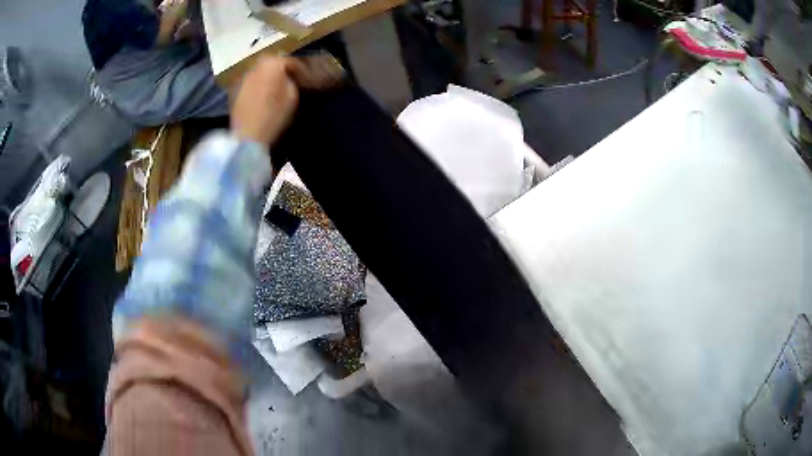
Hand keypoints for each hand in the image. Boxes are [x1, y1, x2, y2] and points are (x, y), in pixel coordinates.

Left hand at [231, 57, 301, 147]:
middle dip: (280, 70)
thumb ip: (291, 80)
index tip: (304, 77)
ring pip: (259, 71)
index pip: (289, 61)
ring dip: (266, 76)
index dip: (299, 69)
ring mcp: (242, 77)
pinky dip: (256, 84)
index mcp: (272, 63)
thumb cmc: (274, 115)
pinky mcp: (234, 89)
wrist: (247, 135)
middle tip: (288, 79)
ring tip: (273, 87)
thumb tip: (288, 77)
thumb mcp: (293, 96)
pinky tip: (261, 95)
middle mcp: (255, 65)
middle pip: (271, 63)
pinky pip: (250, 82)